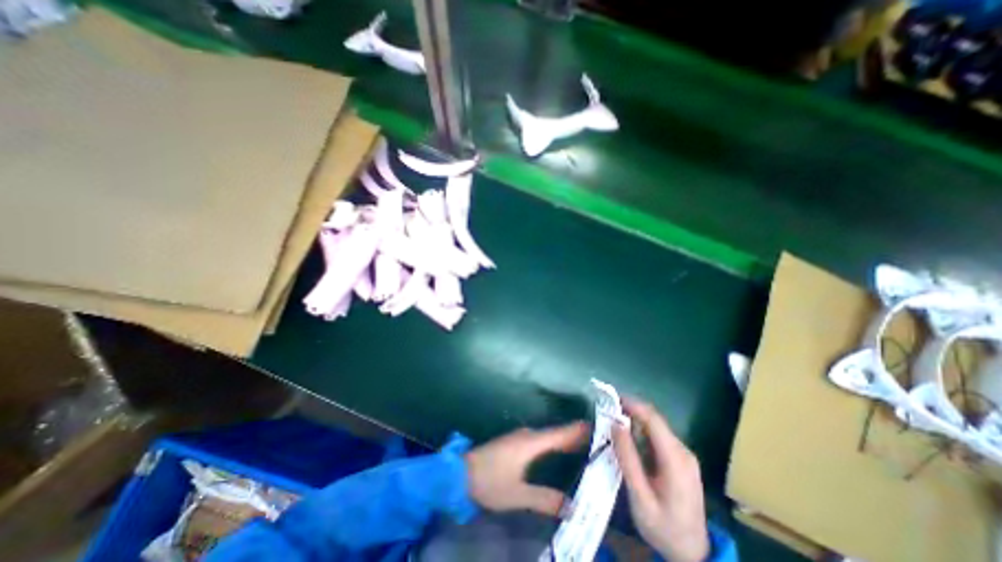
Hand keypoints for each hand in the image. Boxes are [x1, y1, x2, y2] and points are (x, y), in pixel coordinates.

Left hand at [465, 421, 588, 518]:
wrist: (460, 472)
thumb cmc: (489, 482)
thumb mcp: (517, 495)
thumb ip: (545, 499)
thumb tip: (573, 507)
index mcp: (531, 443)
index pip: (559, 434)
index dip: (577, 431)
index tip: (596, 428)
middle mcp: (528, 435)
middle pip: (556, 433)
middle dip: (575, 435)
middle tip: (597, 439)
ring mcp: (520, 437)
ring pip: (548, 435)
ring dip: (564, 438)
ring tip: (584, 444)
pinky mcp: (515, 442)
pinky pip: (541, 438)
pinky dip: (554, 441)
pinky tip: (559, 449)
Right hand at [611, 398, 711, 560]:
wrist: (693, 554)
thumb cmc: (663, 528)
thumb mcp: (640, 497)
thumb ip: (627, 459)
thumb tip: (615, 424)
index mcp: (676, 460)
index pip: (653, 419)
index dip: (632, 404)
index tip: (610, 399)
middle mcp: (683, 451)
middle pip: (654, 420)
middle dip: (630, 412)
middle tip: (606, 413)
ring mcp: (684, 455)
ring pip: (655, 427)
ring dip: (634, 422)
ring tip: (612, 426)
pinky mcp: (680, 459)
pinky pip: (658, 437)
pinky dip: (640, 433)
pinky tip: (628, 441)